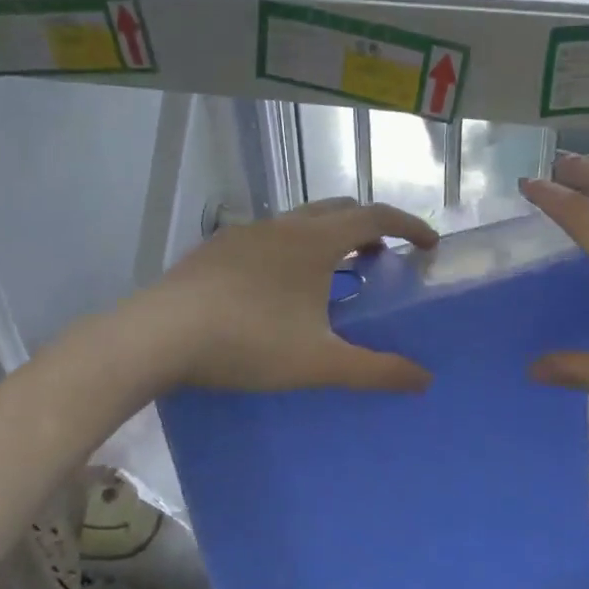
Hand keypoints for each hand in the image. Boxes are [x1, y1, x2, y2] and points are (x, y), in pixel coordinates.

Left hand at [132, 197, 438, 393]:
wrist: (159, 335)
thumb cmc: (248, 342)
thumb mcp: (319, 362)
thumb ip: (375, 370)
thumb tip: (424, 379)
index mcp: (316, 241)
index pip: (376, 217)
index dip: (409, 226)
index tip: (429, 244)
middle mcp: (284, 225)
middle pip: (339, 209)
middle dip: (369, 227)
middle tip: (381, 258)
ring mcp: (246, 232)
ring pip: (300, 221)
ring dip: (328, 237)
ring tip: (332, 274)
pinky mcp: (216, 248)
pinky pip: (268, 237)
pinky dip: (291, 249)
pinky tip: (278, 287)